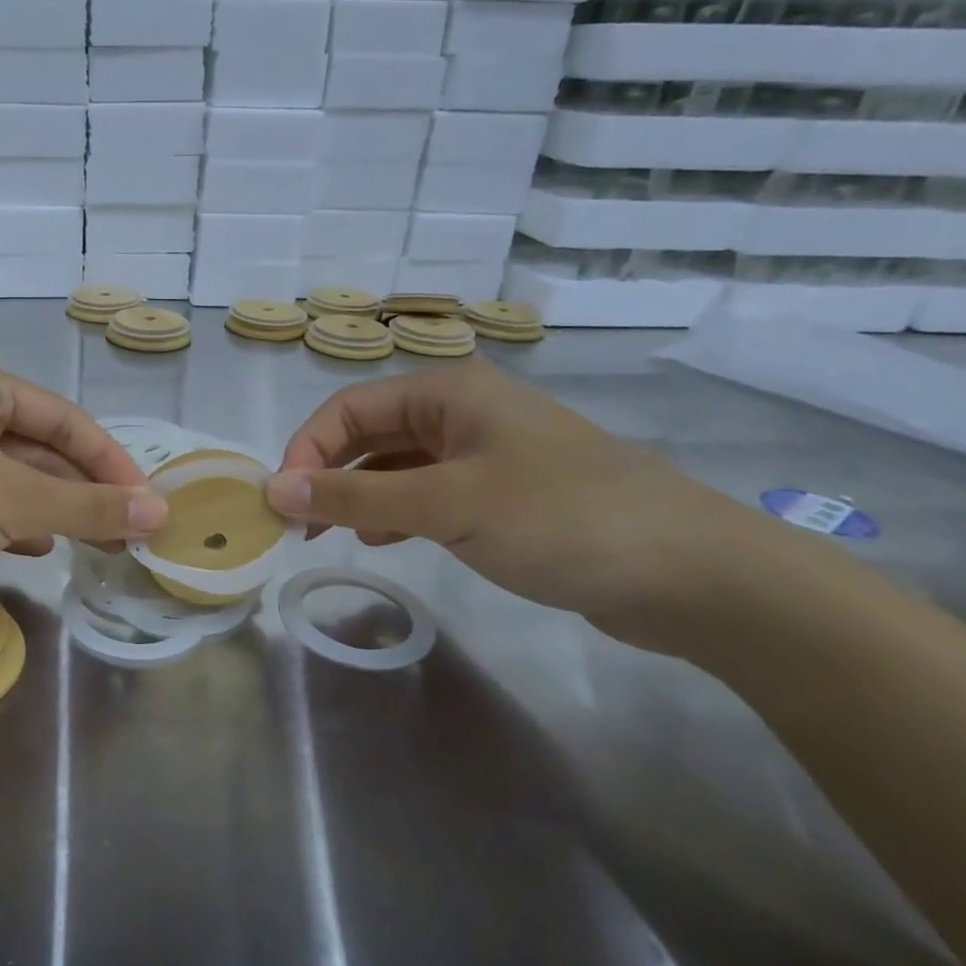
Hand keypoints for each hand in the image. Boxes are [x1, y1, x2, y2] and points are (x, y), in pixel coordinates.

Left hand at [0, 356, 167, 608]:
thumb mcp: (13, 501)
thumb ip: (89, 506)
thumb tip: (161, 513)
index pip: (64, 417)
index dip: (111, 462)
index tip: (148, 506)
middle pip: (38, 447)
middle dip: (84, 490)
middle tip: (130, 532)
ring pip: (10, 479)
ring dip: (55, 510)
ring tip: (99, 544)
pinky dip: (15, 523)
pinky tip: (40, 549)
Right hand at [267, 360, 750, 630]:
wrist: (693, 574)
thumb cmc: (559, 518)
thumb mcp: (445, 504)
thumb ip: (354, 495)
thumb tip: (273, 489)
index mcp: (448, 392)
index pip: (347, 408)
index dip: (306, 449)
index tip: (283, 502)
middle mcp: (462, 411)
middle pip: (369, 432)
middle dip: (328, 473)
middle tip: (299, 524)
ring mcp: (486, 452)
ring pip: (397, 464)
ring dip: (359, 494)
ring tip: (331, 535)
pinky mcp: (504, 493)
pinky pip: (429, 492)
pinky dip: (396, 511)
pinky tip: (382, 539)